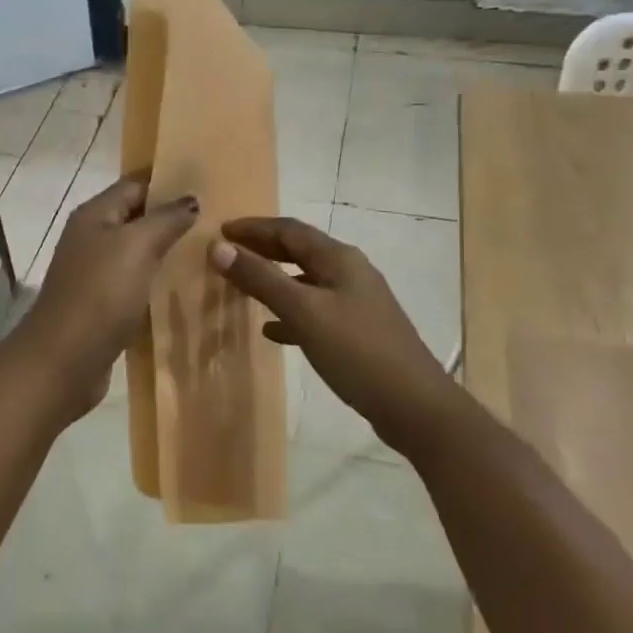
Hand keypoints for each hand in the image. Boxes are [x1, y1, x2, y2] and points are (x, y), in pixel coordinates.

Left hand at [17, 179, 198, 417]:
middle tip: (218, 219)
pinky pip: (136, 283)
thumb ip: (166, 219)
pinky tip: (187, 287)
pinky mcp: (103, 305)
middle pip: (137, 217)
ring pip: (138, 252)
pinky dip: (158, 281)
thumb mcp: (137, 246)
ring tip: (211, 250)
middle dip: (173, 216)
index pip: (135, 184)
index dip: (169, 180)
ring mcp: (95, 273)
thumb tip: (191, 200)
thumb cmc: (100, 294)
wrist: (64, 360)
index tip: (209, 183)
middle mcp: (91, 238)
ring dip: (168, 251)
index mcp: (94, 215)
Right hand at [210, 216, 457, 446]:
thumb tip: (218, 248)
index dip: (253, 228)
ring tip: (242, 287)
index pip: (289, 230)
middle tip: (227, 253)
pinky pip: (315, 312)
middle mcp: (349, 273)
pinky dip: (289, 313)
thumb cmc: (357, 351)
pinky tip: (271, 331)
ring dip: (274, 280)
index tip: (220, 231)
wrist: (413, 405)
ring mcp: (356, 303)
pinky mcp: (357, 332)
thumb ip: (261, 278)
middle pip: (299, 251)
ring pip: (305, 282)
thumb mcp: (304, 311)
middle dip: (263, 249)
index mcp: (339, 259)